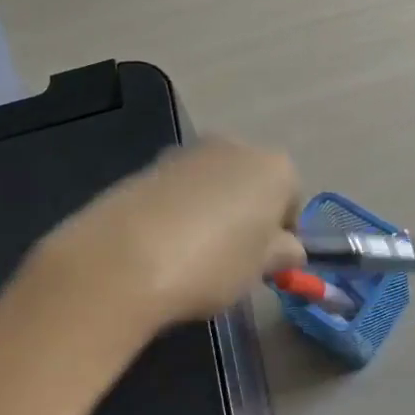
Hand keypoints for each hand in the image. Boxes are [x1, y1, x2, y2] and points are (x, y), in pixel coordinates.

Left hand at [39, 138, 304, 325]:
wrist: (123, 260)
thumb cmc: (213, 263)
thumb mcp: (260, 268)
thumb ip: (283, 253)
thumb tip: (288, 248)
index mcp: (274, 167)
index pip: (292, 198)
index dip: (282, 233)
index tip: (266, 263)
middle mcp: (235, 147)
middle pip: (252, 182)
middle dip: (247, 214)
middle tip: (234, 257)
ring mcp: (188, 153)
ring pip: (214, 184)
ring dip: (212, 210)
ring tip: (194, 255)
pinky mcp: (148, 166)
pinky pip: (179, 190)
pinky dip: (179, 211)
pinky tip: (164, 246)